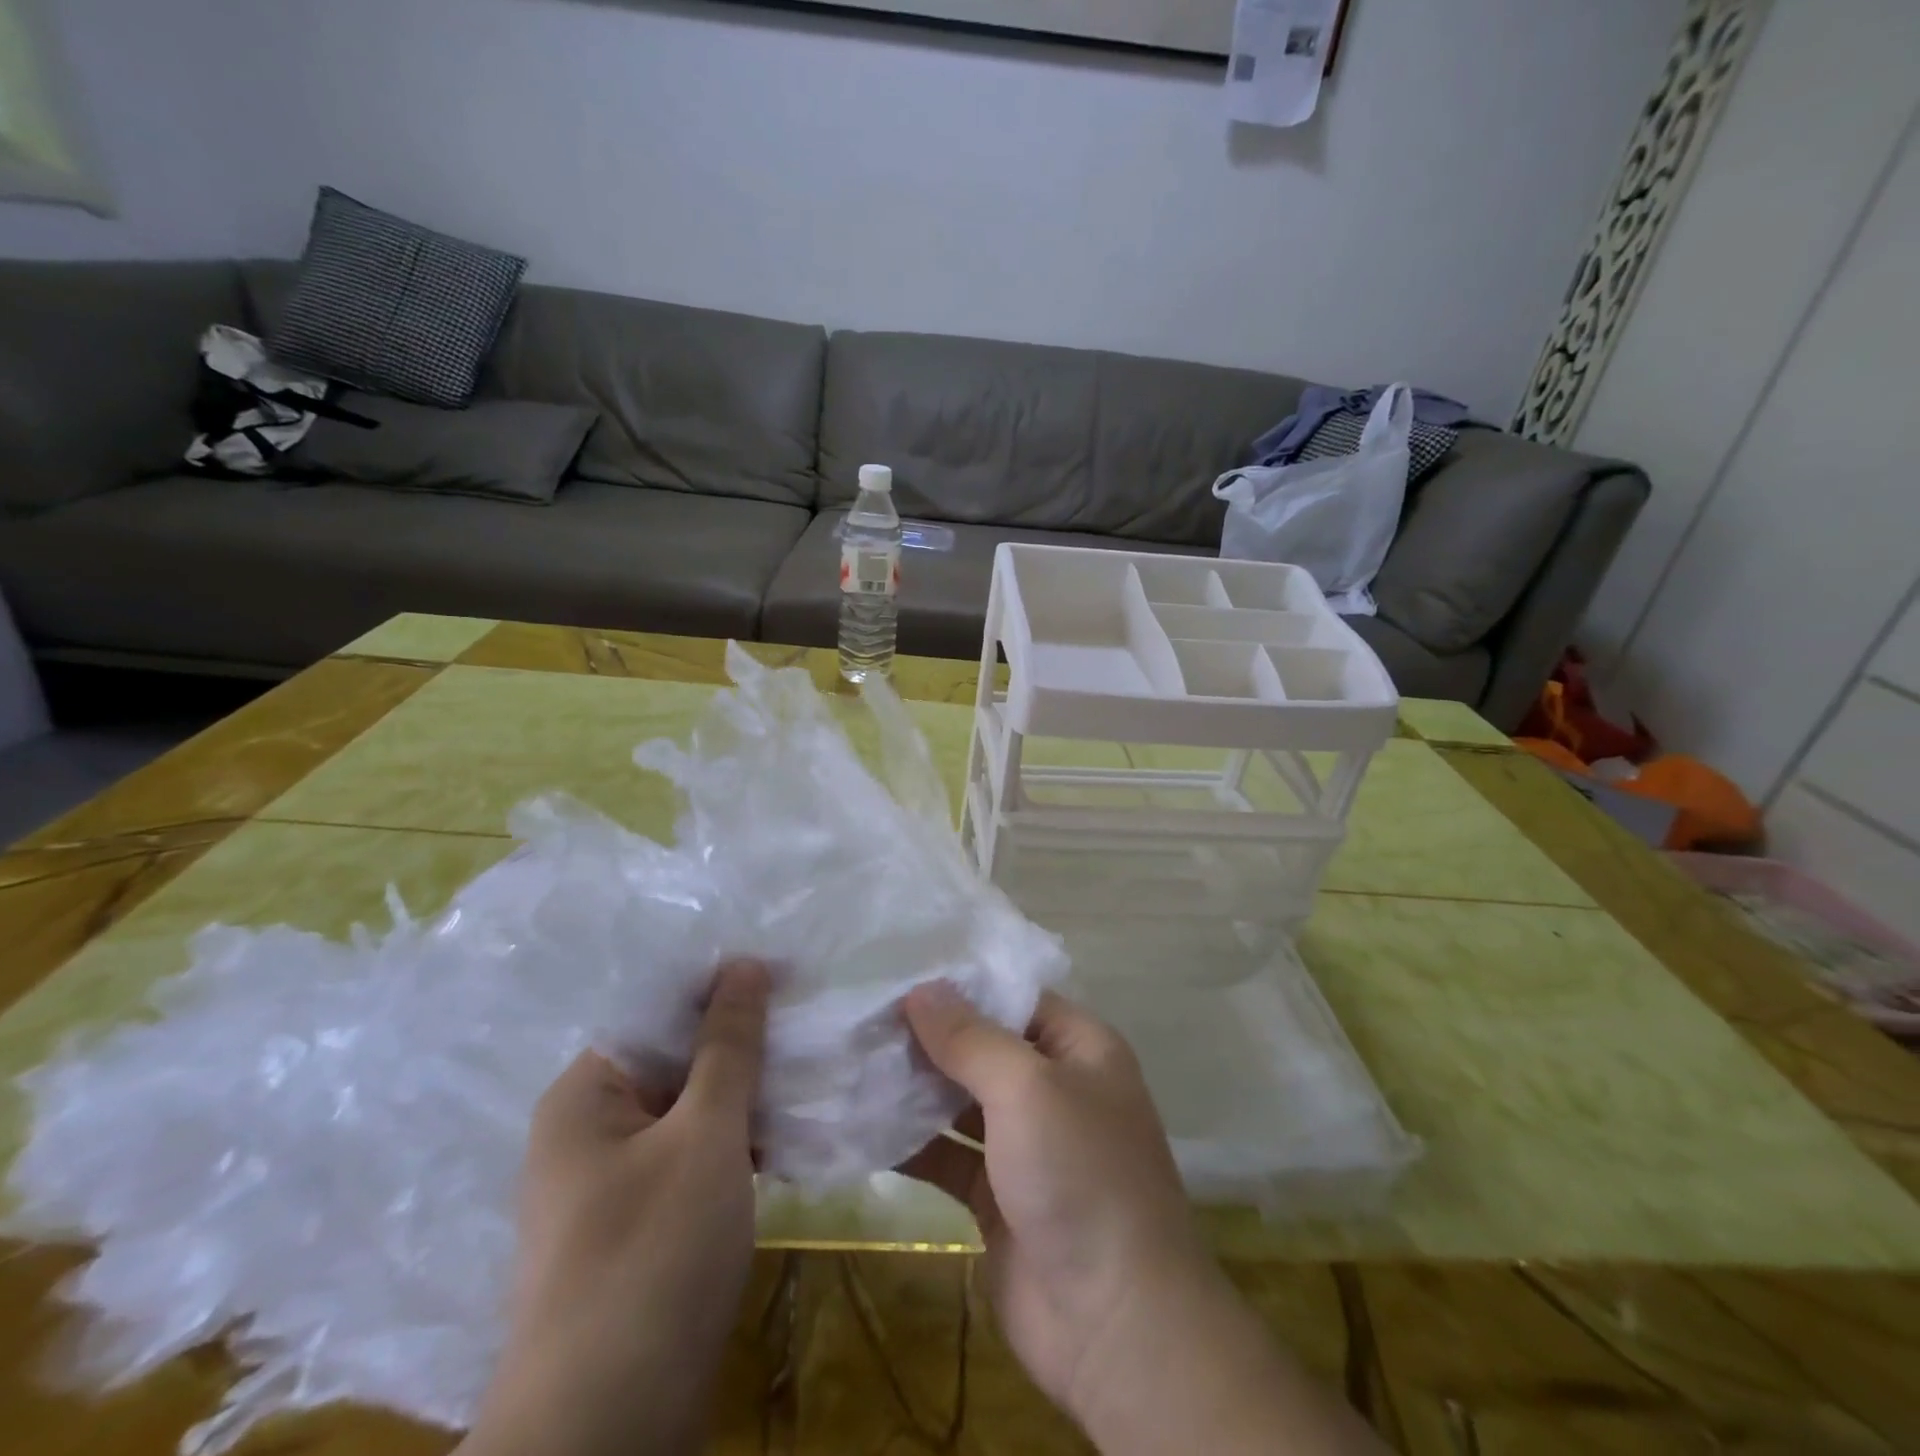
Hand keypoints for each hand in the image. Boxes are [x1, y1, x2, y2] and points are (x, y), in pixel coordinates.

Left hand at [461, 958, 770, 1455]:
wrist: (607, 1436)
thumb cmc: (651, 1258)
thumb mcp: (704, 1134)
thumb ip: (727, 1045)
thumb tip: (744, 963)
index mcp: (586, 1093)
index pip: (657, 1010)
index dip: (719, 987)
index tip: (784, 972)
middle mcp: (592, 1127)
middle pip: (675, 1058)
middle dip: (740, 1041)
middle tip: (809, 1016)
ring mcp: (617, 1180)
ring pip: (691, 1108)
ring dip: (745, 1092)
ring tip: (811, 1062)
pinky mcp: (644, 1222)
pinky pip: (694, 1154)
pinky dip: (736, 1139)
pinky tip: (788, 1128)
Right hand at [902, 982, 1383, 1455]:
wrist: (1114, 1324)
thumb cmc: (1080, 1175)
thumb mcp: (1027, 1088)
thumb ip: (970, 1038)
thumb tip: (921, 989)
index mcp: (1080, 1049)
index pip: (1015, 997)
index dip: (961, 985)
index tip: (899, 972)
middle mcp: (1056, 1088)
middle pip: (984, 1047)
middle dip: (929, 1035)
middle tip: (864, 1015)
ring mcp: (1027, 1144)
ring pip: (962, 1100)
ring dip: (916, 1086)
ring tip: (854, 1058)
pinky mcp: (998, 1195)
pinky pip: (950, 1153)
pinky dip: (914, 1141)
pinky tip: (864, 1123)